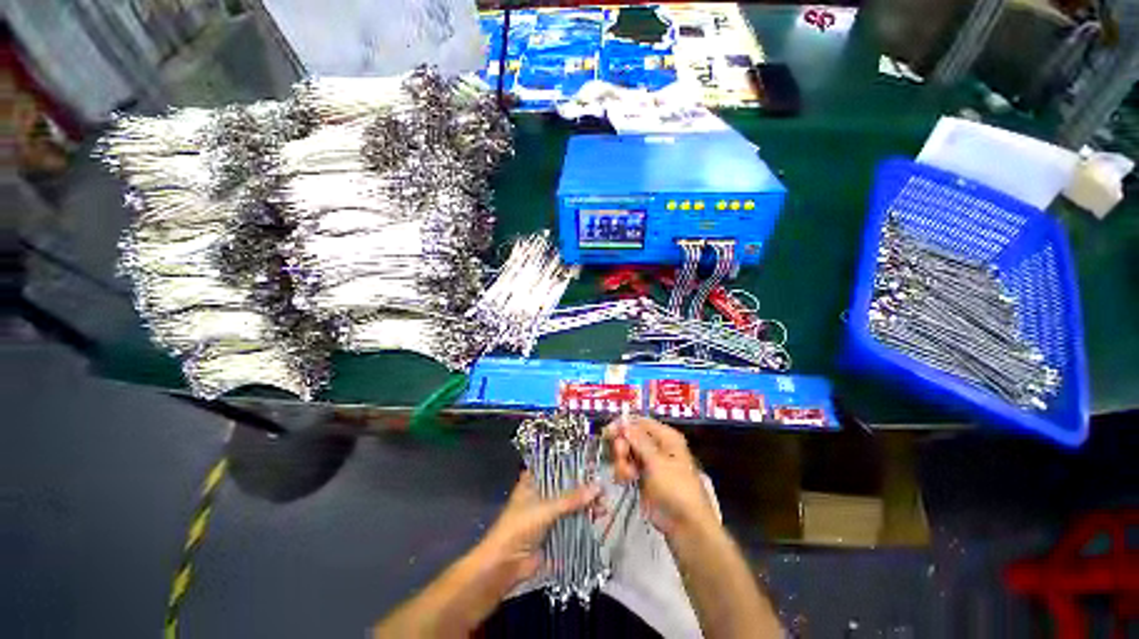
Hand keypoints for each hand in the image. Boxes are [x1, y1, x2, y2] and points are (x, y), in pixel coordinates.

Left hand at [476, 470, 599, 585]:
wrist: (504, 566)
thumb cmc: (519, 528)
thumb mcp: (546, 509)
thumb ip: (572, 499)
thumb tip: (598, 487)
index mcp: (533, 482)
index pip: (554, 466)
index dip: (572, 465)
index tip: (591, 464)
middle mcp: (540, 494)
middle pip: (566, 487)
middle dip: (583, 488)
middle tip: (602, 489)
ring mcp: (547, 514)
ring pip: (570, 505)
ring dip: (586, 505)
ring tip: (604, 506)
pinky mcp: (553, 532)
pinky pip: (571, 522)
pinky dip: (583, 520)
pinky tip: (597, 517)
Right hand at [604, 416, 718, 539]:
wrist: (685, 526)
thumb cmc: (675, 489)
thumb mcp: (657, 462)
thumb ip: (638, 441)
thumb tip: (623, 423)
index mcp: (666, 437)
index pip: (640, 422)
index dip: (624, 425)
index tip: (608, 432)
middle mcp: (657, 446)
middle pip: (630, 436)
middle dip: (622, 447)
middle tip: (621, 457)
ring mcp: (649, 462)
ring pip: (626, 452)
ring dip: (622, 462)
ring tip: (628, 476)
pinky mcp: (642, 477)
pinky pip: (627, 466)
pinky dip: (623, 472)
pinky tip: (626, 481)